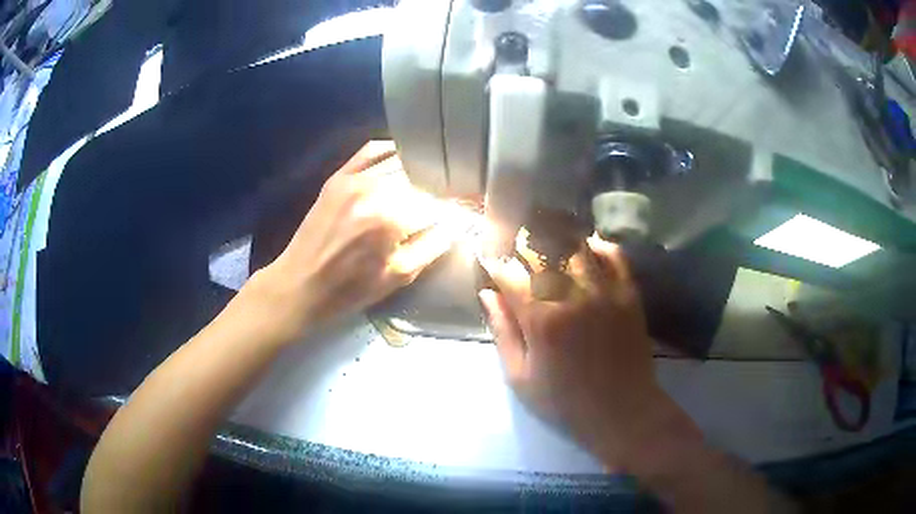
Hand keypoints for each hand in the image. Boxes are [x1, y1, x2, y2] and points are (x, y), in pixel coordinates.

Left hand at [253, 141, 457, 341]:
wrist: (300, 285)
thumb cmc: (350, 289)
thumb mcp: (400, 275)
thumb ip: (435, 244)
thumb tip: (458, 222)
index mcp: (391, 217)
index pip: (438, 202)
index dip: (456, 208)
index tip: (467, 211)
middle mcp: (374, 188)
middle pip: (422, 177)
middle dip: (439, 190)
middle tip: (448, 202)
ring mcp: (353, 177)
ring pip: (401, 162)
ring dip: (420, 173)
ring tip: (430, 185)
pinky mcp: (339, 176)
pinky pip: (371, 151)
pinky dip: (392, 151)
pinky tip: (404, 160)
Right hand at [479, 235, 680, 468]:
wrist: (622, 411)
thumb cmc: (565, 401)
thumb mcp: (521, 377)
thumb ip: (503, 332)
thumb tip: (488, 295)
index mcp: (542, 318)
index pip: (510, 273)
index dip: (494, 262)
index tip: (488, 259)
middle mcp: (573, 295)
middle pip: (543, 250)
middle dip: (523, 244)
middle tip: (515, 248)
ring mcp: (605, 291)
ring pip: (577, 246)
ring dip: (557, 239)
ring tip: (547, 242)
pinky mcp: (628, 293)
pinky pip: (614, 255)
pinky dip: (597, 245)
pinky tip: (586, 248)